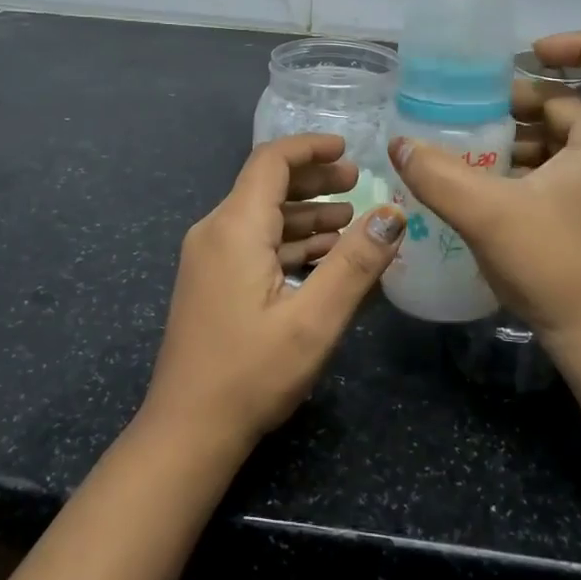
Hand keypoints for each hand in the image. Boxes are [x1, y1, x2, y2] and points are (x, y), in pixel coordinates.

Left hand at [143, 134, 406, 452]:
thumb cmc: (251, 374)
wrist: (187, 431)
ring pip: (262, 217)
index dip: (311, 148)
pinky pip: (254, 244)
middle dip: (315, 180)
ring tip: (351, 221)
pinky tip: (323, 259)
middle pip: (266, 185)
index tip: (349, 150)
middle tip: (359, 185)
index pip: (271, 161)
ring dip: (306, 214)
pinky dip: (290, 242)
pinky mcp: (211, 282)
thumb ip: (356, 263)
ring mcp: (209, 258)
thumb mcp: (314, 319)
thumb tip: (394, 215)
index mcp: (235, 228)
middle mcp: (215, 232)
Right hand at [388, 32, 580, 356]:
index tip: (528, 55)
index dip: (580, 44)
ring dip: (520, 134)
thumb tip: (399, 144)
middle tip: (474, 109)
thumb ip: (437, 174)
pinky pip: (564, 168)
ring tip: (470, 146)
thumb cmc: (556, 265)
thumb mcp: (486, 214)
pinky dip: (528, 164)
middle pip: (577, 101)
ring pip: (567, 137)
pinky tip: (486, 184)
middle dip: (524, 98)